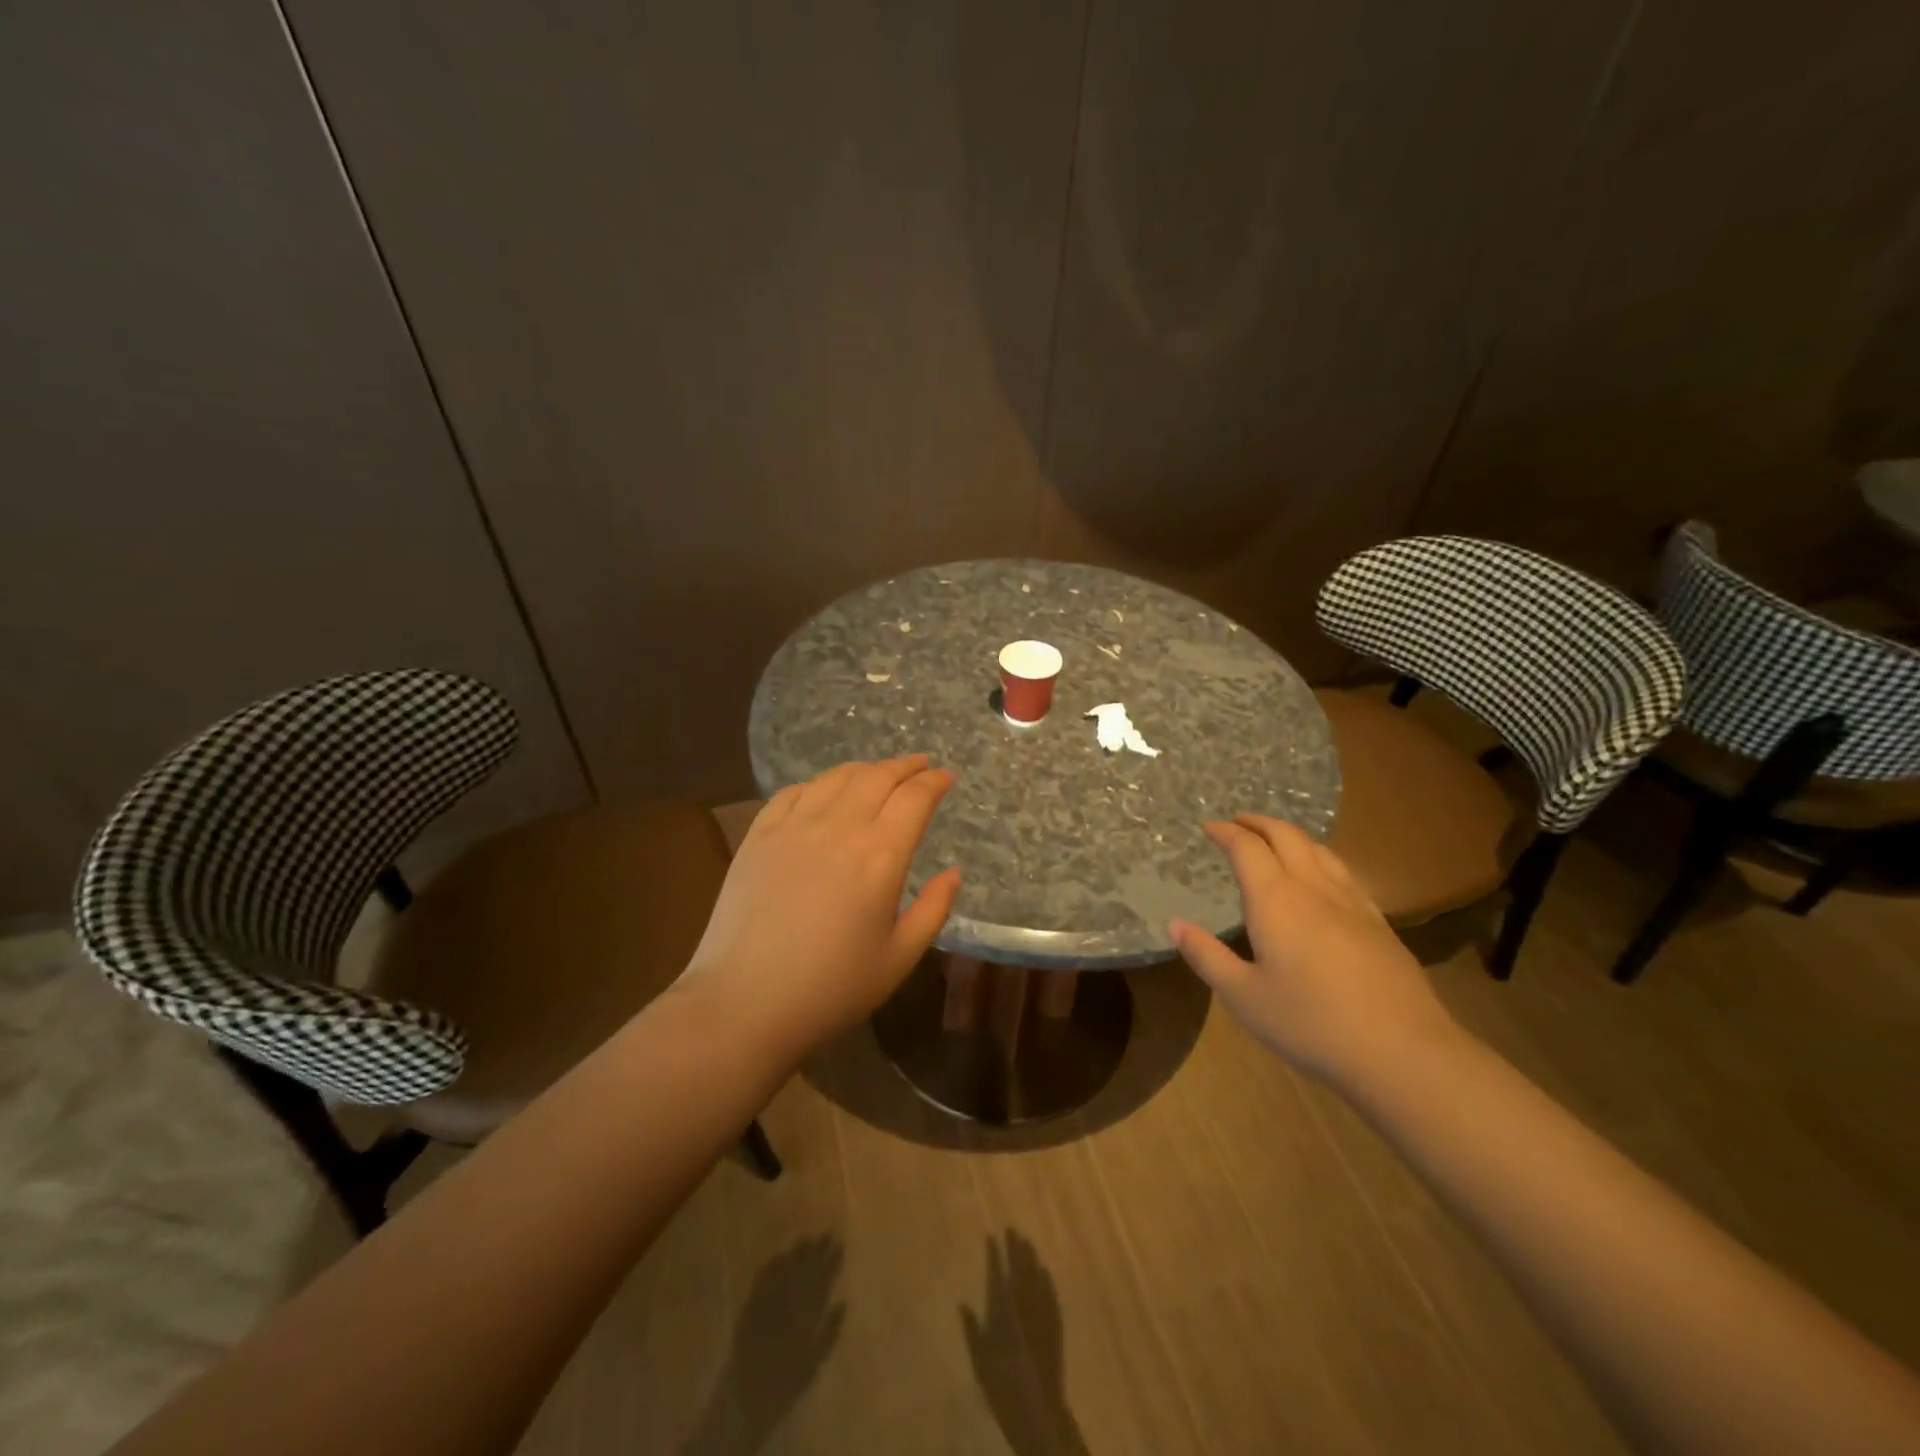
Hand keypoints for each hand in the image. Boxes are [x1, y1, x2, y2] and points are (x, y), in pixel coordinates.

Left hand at [682, 755, 960, 1052]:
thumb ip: (933, 910)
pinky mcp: (758, 835)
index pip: (915, 798)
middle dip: (905, 766)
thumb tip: (953, 874)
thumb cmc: (831, 989)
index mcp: (880, 855)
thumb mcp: (898, 958)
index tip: (946, 777)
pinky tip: (824, 792)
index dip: (934, 782)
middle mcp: (840, 827)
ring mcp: (794, 827)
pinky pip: (793, 793)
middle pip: (878, 776)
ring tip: (878, 773)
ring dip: (865, 768)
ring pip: (836, 777)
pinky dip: (818, 784)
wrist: (744, 1003)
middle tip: (921, 766)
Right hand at [1169, 815, 1457, 1090]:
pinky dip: (1319, 858)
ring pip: (1319, 849)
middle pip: (1286, 836)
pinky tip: (1320, 879)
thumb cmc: (1311, 1024)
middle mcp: (1313, 889)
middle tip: (1237, 823)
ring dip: (1290, 835)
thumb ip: (1206, 956)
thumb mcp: (1244, 997)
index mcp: (1276, 900)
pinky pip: (1343, 872)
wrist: (1404, 1053)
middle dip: (1258, 822)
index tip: (1208, 827)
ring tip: (1273, 841)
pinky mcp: (1379, 923)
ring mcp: (1352, 903)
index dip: (1225, 831)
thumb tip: (1174, 924)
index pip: (1247, 848)